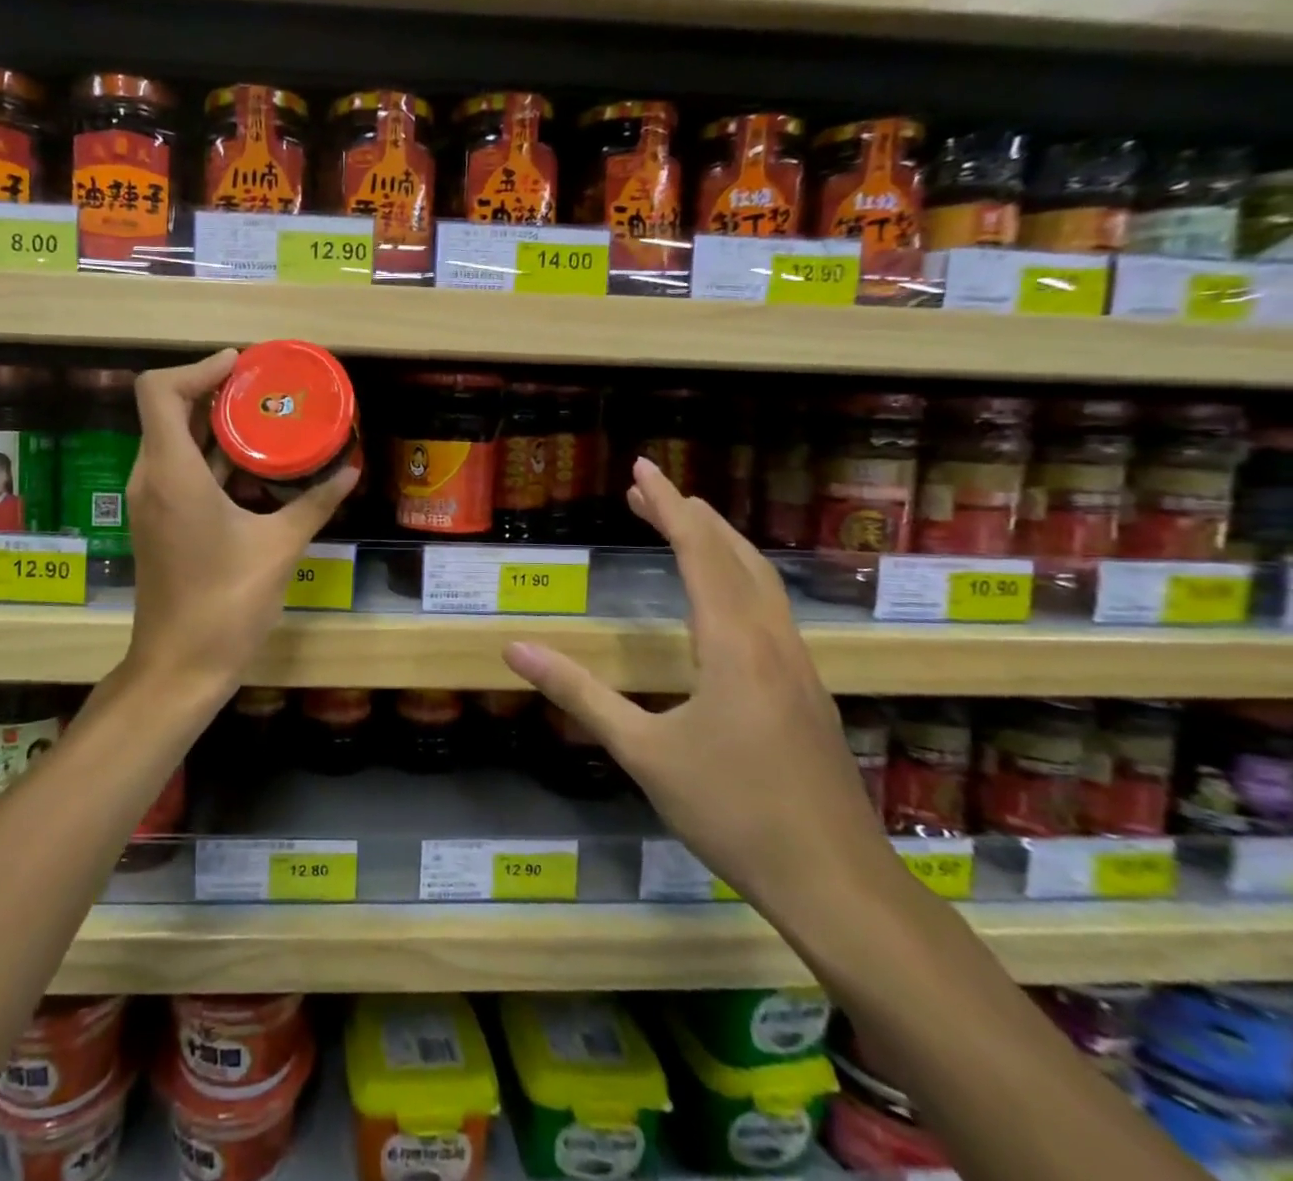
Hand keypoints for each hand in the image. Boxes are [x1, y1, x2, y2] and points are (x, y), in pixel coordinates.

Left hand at [124, 350, 359, 697]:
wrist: (180, 666)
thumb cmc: (227, 603)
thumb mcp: (280, 547)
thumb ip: (315, 503)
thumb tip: (351, 470)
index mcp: (173, 474)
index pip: (160, 391)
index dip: (197, 368)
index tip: (241, 367)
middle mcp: (152, 478)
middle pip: (167, 410)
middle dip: (213, 391)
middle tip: (263, 388)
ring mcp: (151, 502)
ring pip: (173, 441)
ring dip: (213, 425)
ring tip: (265, 418)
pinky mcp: (159, 522)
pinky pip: (179, 470)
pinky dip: (211, 457)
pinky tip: (255, 466)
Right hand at [503, 458, 894, 915]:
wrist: (836, 883)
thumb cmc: (733, 812)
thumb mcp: (644, 752)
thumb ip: (579, 694)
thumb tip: (514, 649)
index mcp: (734, 644)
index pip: (698, 552)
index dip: (667, 506)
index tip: (641, 468)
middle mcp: (771, 641)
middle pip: (734, 555)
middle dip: (689, 515)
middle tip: (646, 490)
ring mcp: (798, 665)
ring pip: (760, 580)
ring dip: (718, 543)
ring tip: (681, 525)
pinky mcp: (806, 690)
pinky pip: (770, 608)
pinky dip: (737, 577)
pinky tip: (721, 599)